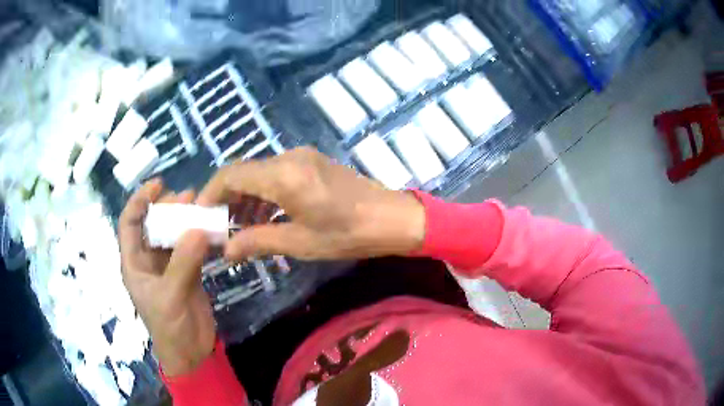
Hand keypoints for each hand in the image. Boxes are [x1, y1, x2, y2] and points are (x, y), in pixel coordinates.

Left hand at [119, 180, 215, 376]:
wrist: (191, 353)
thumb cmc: (170, 328)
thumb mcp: (170, 296)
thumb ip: (182, 262)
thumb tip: (197, 228)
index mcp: (134, 263)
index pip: (130, 223)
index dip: (139, 201)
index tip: (157, 185)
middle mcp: (149, 261)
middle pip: (154, 225)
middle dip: (167, 208)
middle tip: (188, 196)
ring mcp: (169, 267)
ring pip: (174, 236)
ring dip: (186, 221)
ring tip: (202, 207)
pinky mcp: (188, 274)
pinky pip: (192, 249)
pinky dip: (201, 239)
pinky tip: (213, 231)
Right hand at [197, 147, 425, 260]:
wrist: (391, 218)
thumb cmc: (346, 234)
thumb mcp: (299, 242)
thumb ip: (257, 242)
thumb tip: (226, 251)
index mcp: (282, 175)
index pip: (231, 175)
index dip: (211, 192)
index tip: (201, 214)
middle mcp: (288, 158)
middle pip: (243, 171)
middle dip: (227, 197)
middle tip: (218, 226)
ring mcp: (301, 157)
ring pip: (259, 173)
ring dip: (246, 197)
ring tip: (240, 228)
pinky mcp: (311, 163)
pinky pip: (276, 174)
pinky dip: (264, 193)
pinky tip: (263, 216)